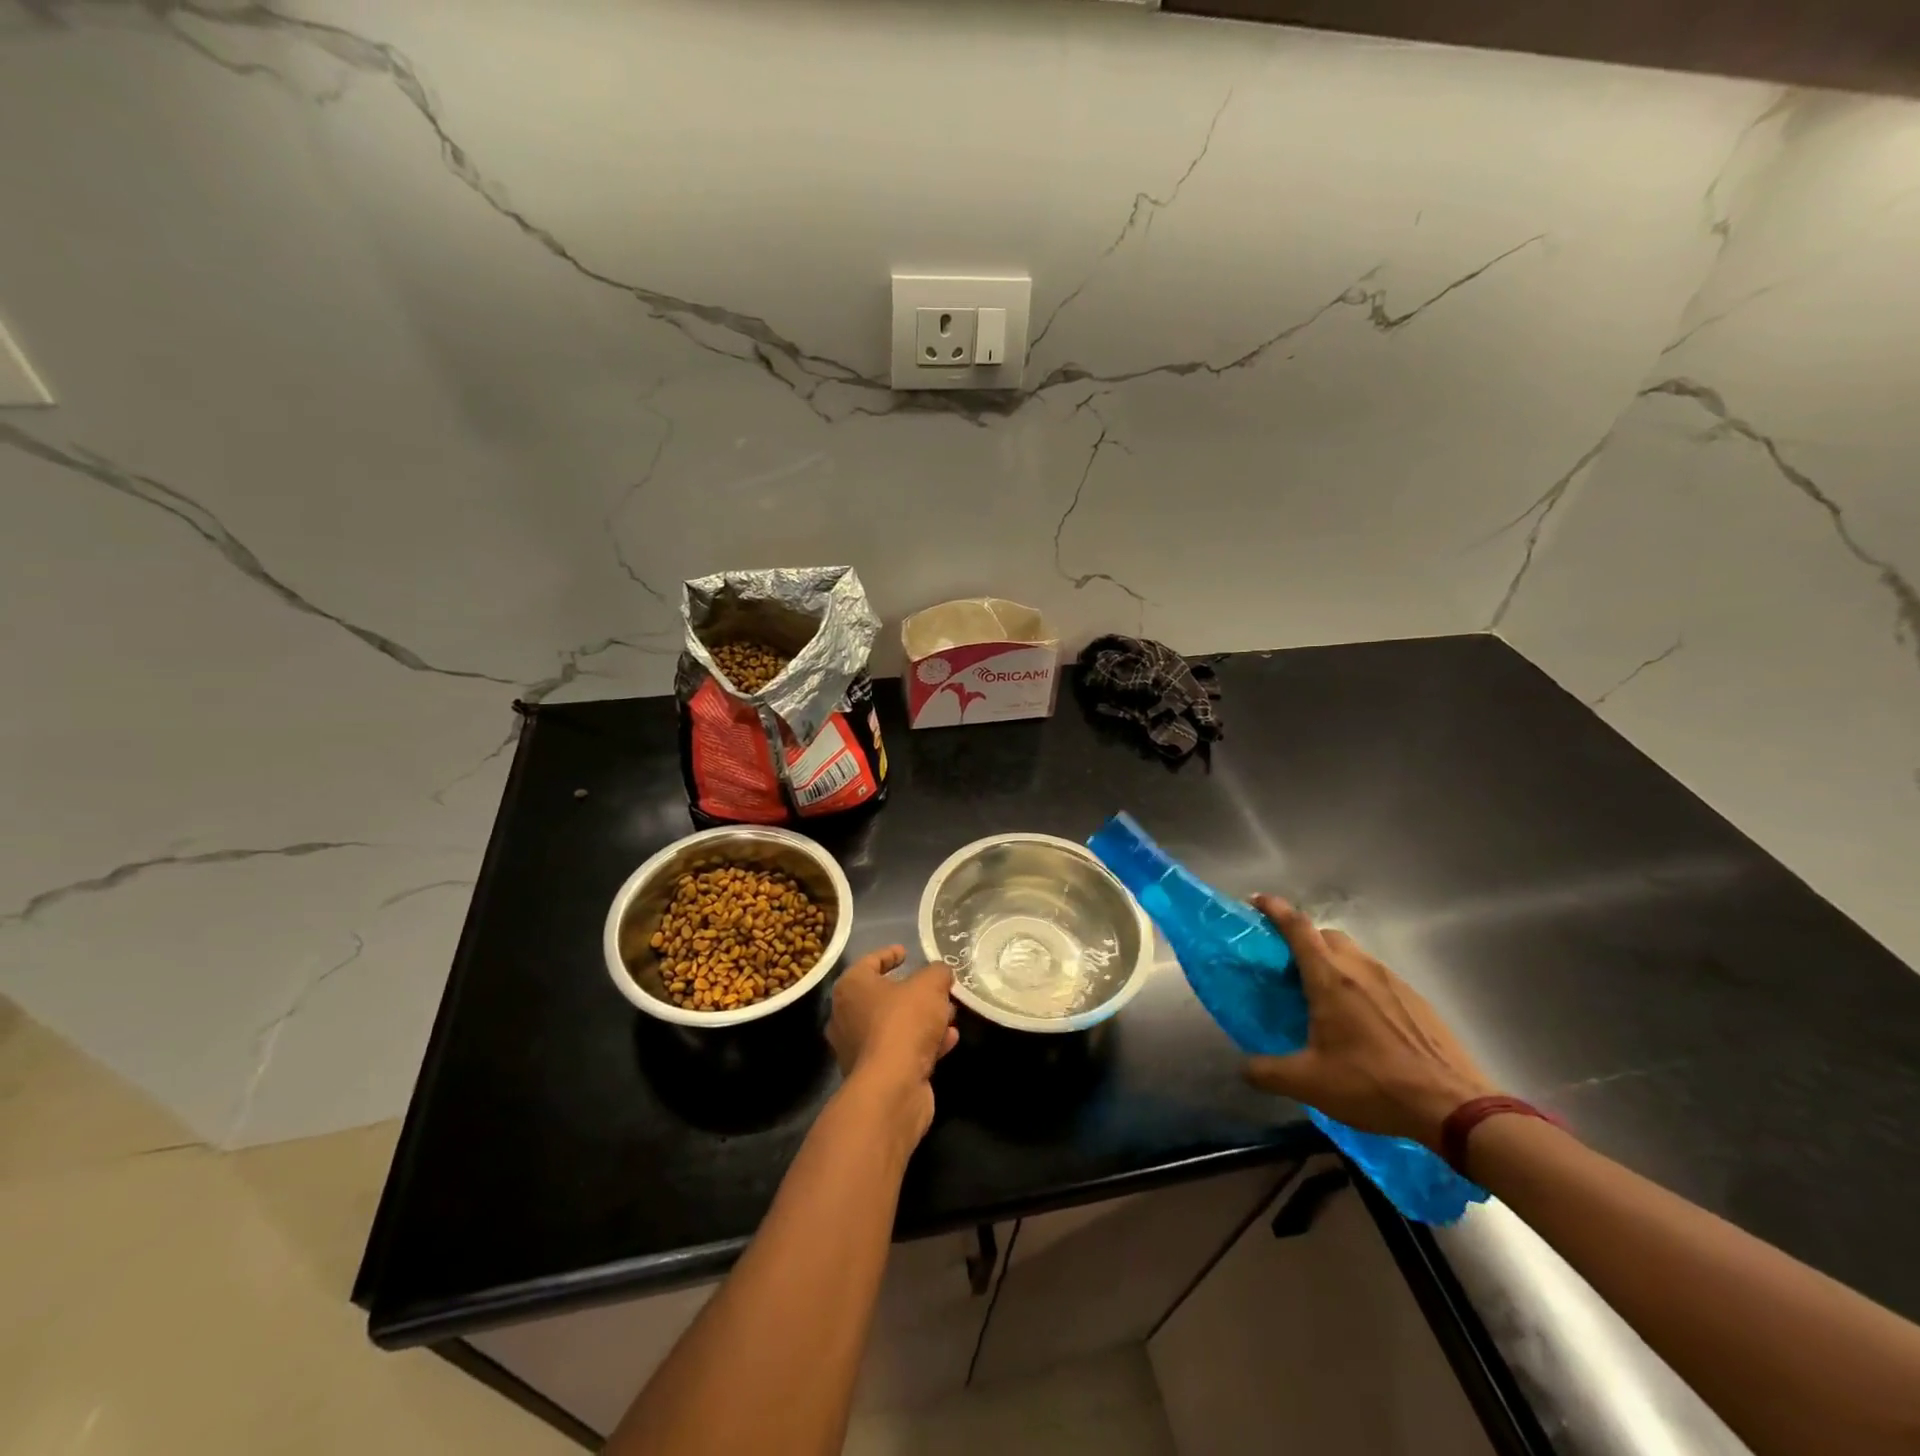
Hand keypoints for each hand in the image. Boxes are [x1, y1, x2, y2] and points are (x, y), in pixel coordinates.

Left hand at [827, 946, 958, 1143]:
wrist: (892, 1088)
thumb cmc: (903, 1023)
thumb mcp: (929, 985)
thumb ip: (937, 972)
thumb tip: (941, 973)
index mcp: (851, 988)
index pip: (869, 962)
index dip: (889, 954)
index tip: (906, 952)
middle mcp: (847, 1017)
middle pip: (883, 996)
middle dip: (913, 992)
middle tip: (937, 988)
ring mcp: (858, 1049)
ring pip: (895, 1025)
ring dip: (923, 1020)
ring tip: (950, 1015)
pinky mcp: (875, 1075)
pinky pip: (902, 1050)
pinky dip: (924, 1044)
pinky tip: (950, 1040)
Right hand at [1243, 897, 1496, 1149]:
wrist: (1455, 1108)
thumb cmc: (1373, 1084)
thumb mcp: (1309, 1083)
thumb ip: (1266, 1072)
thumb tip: (1243, 1068)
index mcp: (1330, 978)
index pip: (1297, 927)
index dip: (1275, 908)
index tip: (1256, 900)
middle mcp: (1361, 969)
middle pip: (1326, 935)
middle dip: (1303, 940)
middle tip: (1288, 965)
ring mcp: (1394, 982)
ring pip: (1355, 955)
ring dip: (1333, 962)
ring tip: (1324, 996)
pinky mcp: (1418, 1001)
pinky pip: (1378, 978)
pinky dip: (1360, 984)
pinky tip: (1362, 1021)